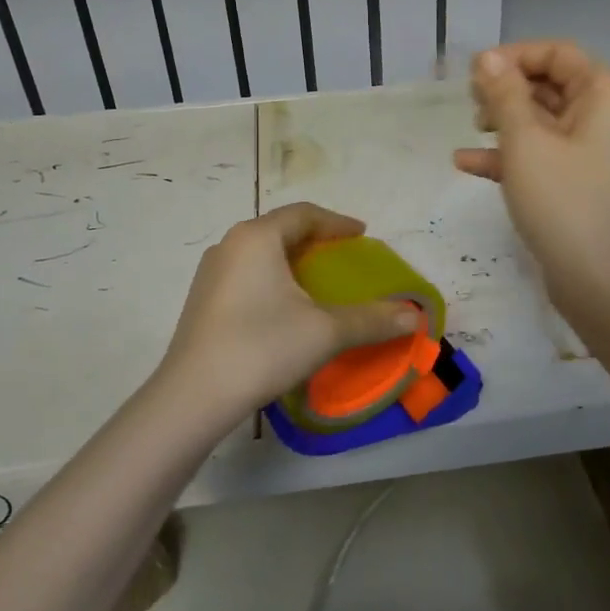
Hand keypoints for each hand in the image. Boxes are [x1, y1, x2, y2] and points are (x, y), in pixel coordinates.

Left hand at [152, 204, 421, 431]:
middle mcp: (230, 245)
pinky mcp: (202, 300)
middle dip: (315, 239)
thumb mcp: (326, 332)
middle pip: (280, 229)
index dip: (337, 222)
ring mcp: (211, 273)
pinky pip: (246, 274)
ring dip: (291, 260)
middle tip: (342, 256)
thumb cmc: (263, 347)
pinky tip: (284, 307)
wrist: (194, 396)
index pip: (304, 214)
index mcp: (258, 237)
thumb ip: (372, 320)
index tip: (361, 235)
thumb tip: (415, 318)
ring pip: (260, 253)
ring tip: (316, 280)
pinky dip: (272, 278)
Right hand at [454, 42, 609, 310]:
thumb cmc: (564, 200)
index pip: (557, 53)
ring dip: (504, 119)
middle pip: (549, 83)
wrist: (601, 280)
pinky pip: (539, 154)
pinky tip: (466, 163)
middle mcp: (602, 115)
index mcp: (603, 93)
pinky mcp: (575, 181)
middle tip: (470, 102)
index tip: (474, 74)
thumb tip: (486, 58)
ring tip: (472, 128)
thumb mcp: (525, 141)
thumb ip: (504, 94)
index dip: (514, 56)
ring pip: (541, 119)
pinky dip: (507, 155)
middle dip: (506, 88)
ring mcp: (590, 151)